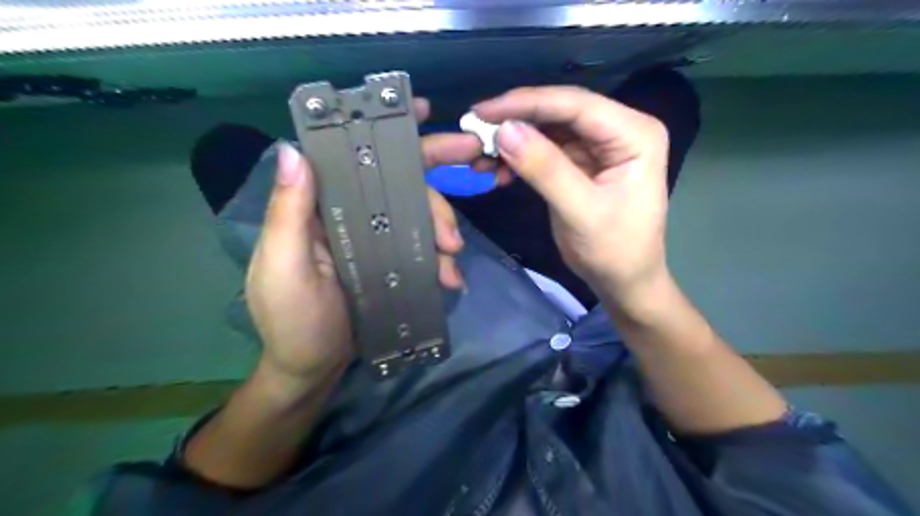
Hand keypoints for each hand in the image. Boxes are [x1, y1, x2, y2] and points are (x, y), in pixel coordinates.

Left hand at [241, 102, 481, 382]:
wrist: (314, 370)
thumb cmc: (293, 322)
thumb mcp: (285, 269)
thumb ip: (289, 215)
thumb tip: (293, 150)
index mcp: (318, 207)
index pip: (350, 157)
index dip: (383, 131)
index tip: (421, 112)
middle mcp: (348, 214)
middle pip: (397, 183)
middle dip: (433, 177)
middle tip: (474, 167)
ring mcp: (374, 239)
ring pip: (417, 215)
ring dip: (442, 228)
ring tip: (453, 259)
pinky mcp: (391, 262)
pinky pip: (422, 249)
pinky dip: (440, 259)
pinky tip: (451, 278)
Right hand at [474, 85, 669, 301]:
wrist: (623, 280)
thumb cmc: (614, 250)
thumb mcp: (581, 212)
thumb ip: (545, 169)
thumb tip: (504, 130)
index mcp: (634, 133)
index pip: (575, 104)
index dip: (526, 104)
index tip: (483, 112)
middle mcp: (618, 129)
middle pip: (559, 111)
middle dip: (516, 121)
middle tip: (474, 132)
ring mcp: (598, 144)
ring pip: (547, 128)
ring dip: (513, 140)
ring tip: (481, 157)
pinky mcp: (580, 161)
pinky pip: (544, 148)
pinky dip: (519, 157)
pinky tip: (499, 171)